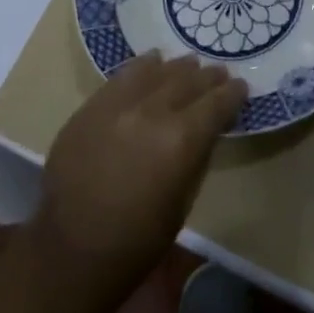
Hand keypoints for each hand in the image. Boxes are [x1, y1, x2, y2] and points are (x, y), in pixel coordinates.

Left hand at [29, 53, 246, 295]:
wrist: (72, 250)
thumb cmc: (139, 239)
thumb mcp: (184, 201)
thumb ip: (197, 156)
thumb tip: (206, 131)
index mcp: (181, 140)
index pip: (216, 104)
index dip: (232, 94)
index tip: (241, 87)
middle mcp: (151, 113)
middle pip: (186, 82)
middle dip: (207, 77)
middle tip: (219, 73)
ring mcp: (116, 107)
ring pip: (154, 73)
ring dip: (176, 68)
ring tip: (189, 64)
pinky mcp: (89, 109)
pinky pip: (120, 78)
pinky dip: (141, 67)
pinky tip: (151, 61)